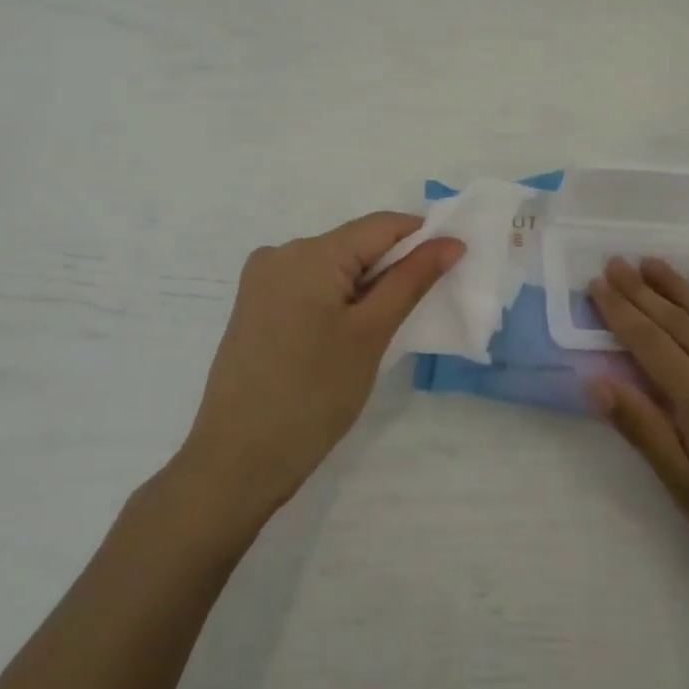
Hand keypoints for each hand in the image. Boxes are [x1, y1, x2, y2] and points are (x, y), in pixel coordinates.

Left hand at [177, 213, 461, 521]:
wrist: (236, 462)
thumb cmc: (313, 395)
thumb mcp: (371, 334)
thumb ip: (411, 280)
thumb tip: (450, 241)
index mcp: (309, 252)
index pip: (380, 225)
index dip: (421, 238)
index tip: (452, 263)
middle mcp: (280, 253)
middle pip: (354, 244)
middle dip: (392, 267)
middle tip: (421, 307)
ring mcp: (262, 280)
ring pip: (332, 266)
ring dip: (365, 285)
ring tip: (382, 329)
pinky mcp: (254, 306)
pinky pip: (308, 285)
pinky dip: (336, 298)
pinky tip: (347, 335)